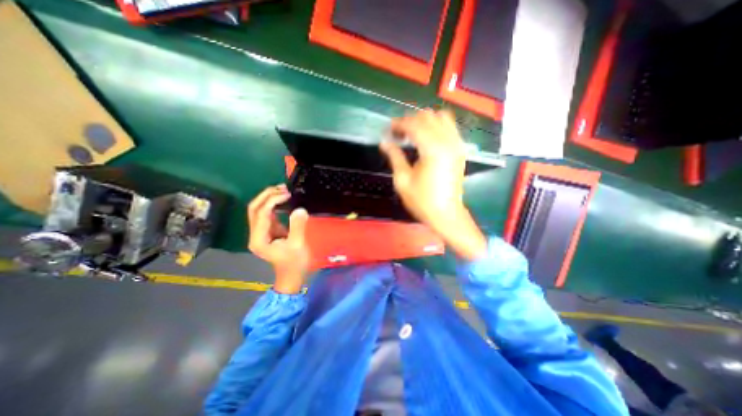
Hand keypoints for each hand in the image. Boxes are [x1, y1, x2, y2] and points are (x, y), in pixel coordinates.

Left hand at [246, 183, 310, 293]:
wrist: (292, 276)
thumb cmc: (295, 264)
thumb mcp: (298, 245)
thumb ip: (298, 226)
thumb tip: (300, 209)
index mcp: (259, 239)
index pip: (261, 213)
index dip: (273, 201)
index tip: (288, 195)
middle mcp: (255, 234)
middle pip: (254, 208)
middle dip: (267, 196)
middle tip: (283, 188)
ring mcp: (261, 232)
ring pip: (259, 210)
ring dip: (269, 198)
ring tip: (284, 190)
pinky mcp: (268, 231)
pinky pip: (267, 214)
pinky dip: (274, 204)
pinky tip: (284, 199)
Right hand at [383, 111, 488, 259]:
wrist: (446, 214)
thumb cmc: (422, 201)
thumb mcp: (402, 180)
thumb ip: (394, 156)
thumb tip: (384, 142)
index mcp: (432, 149)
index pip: (414, 124)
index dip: (398, 124)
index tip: (388, 130)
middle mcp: (447, 142)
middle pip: (428, 116)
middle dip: (410, 120)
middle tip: (398, 133)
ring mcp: (457, 144)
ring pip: (441, 117)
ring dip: (424, 121)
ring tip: (413, 133)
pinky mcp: (460, 150)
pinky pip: (450, 127)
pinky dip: (437, 126)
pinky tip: (427, 138)